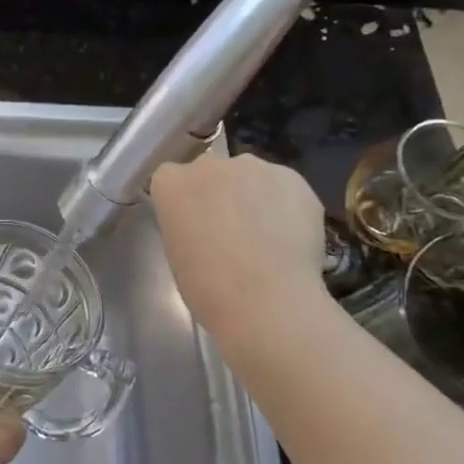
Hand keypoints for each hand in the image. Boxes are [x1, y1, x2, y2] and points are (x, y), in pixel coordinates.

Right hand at [149, 154, 329, 344]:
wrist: (266, 298)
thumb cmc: (208, 286)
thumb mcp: (178, 253)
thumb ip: (187, 225)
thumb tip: (207, 226)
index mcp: (171, 183)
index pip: (171, 180)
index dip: (185, 203)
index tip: (193, 226)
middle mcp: (208, 165)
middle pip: (211, 172)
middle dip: (219, 194)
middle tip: (230, 231)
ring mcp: (253, 166)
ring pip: (251, 177)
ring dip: (254, 197)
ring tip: (268, 237)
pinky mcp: (293, 177)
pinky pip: (284, 188)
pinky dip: (286, 207)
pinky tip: (291, 239)